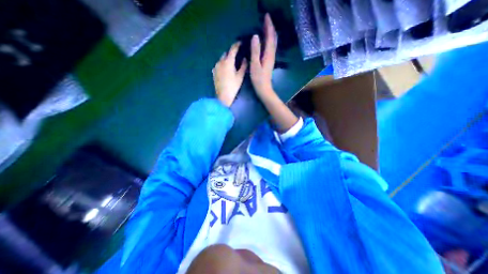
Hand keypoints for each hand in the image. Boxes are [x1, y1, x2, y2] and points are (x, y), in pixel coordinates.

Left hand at [213, 40, 247, 105]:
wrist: (223, 96)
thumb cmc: (233, 86)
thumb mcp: (240, 76)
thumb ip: (243, 66)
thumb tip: (245, 59)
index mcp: (228, 61)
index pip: (233, 49)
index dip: (237, 45)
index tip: (241, 43)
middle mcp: (220, 62)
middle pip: (226, 53)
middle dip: (231, 52)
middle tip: (237, 54)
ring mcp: (216, 67)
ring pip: (221, 59)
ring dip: (226, 58)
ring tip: (231, 62)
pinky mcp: (214, 72)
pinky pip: (218, 64)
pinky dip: (222, 64)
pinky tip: (226, 69)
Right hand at [252, 12, 277, 98]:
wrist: (264, 89)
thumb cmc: (258, 79)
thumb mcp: (255, 65)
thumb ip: (255, 51)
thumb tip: (255, 36)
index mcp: (268, 54)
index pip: (270, 37)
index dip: (269, 26)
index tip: (266, 16)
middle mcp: (272, 55)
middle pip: (273, 38)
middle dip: (270, 28)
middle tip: (266, 19)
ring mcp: (271, 58)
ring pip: (273, 43)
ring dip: (270, 33)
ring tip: (266, 27)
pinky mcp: (269, 61)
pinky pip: (270, 47)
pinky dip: (269, 41)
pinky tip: (265, 40)